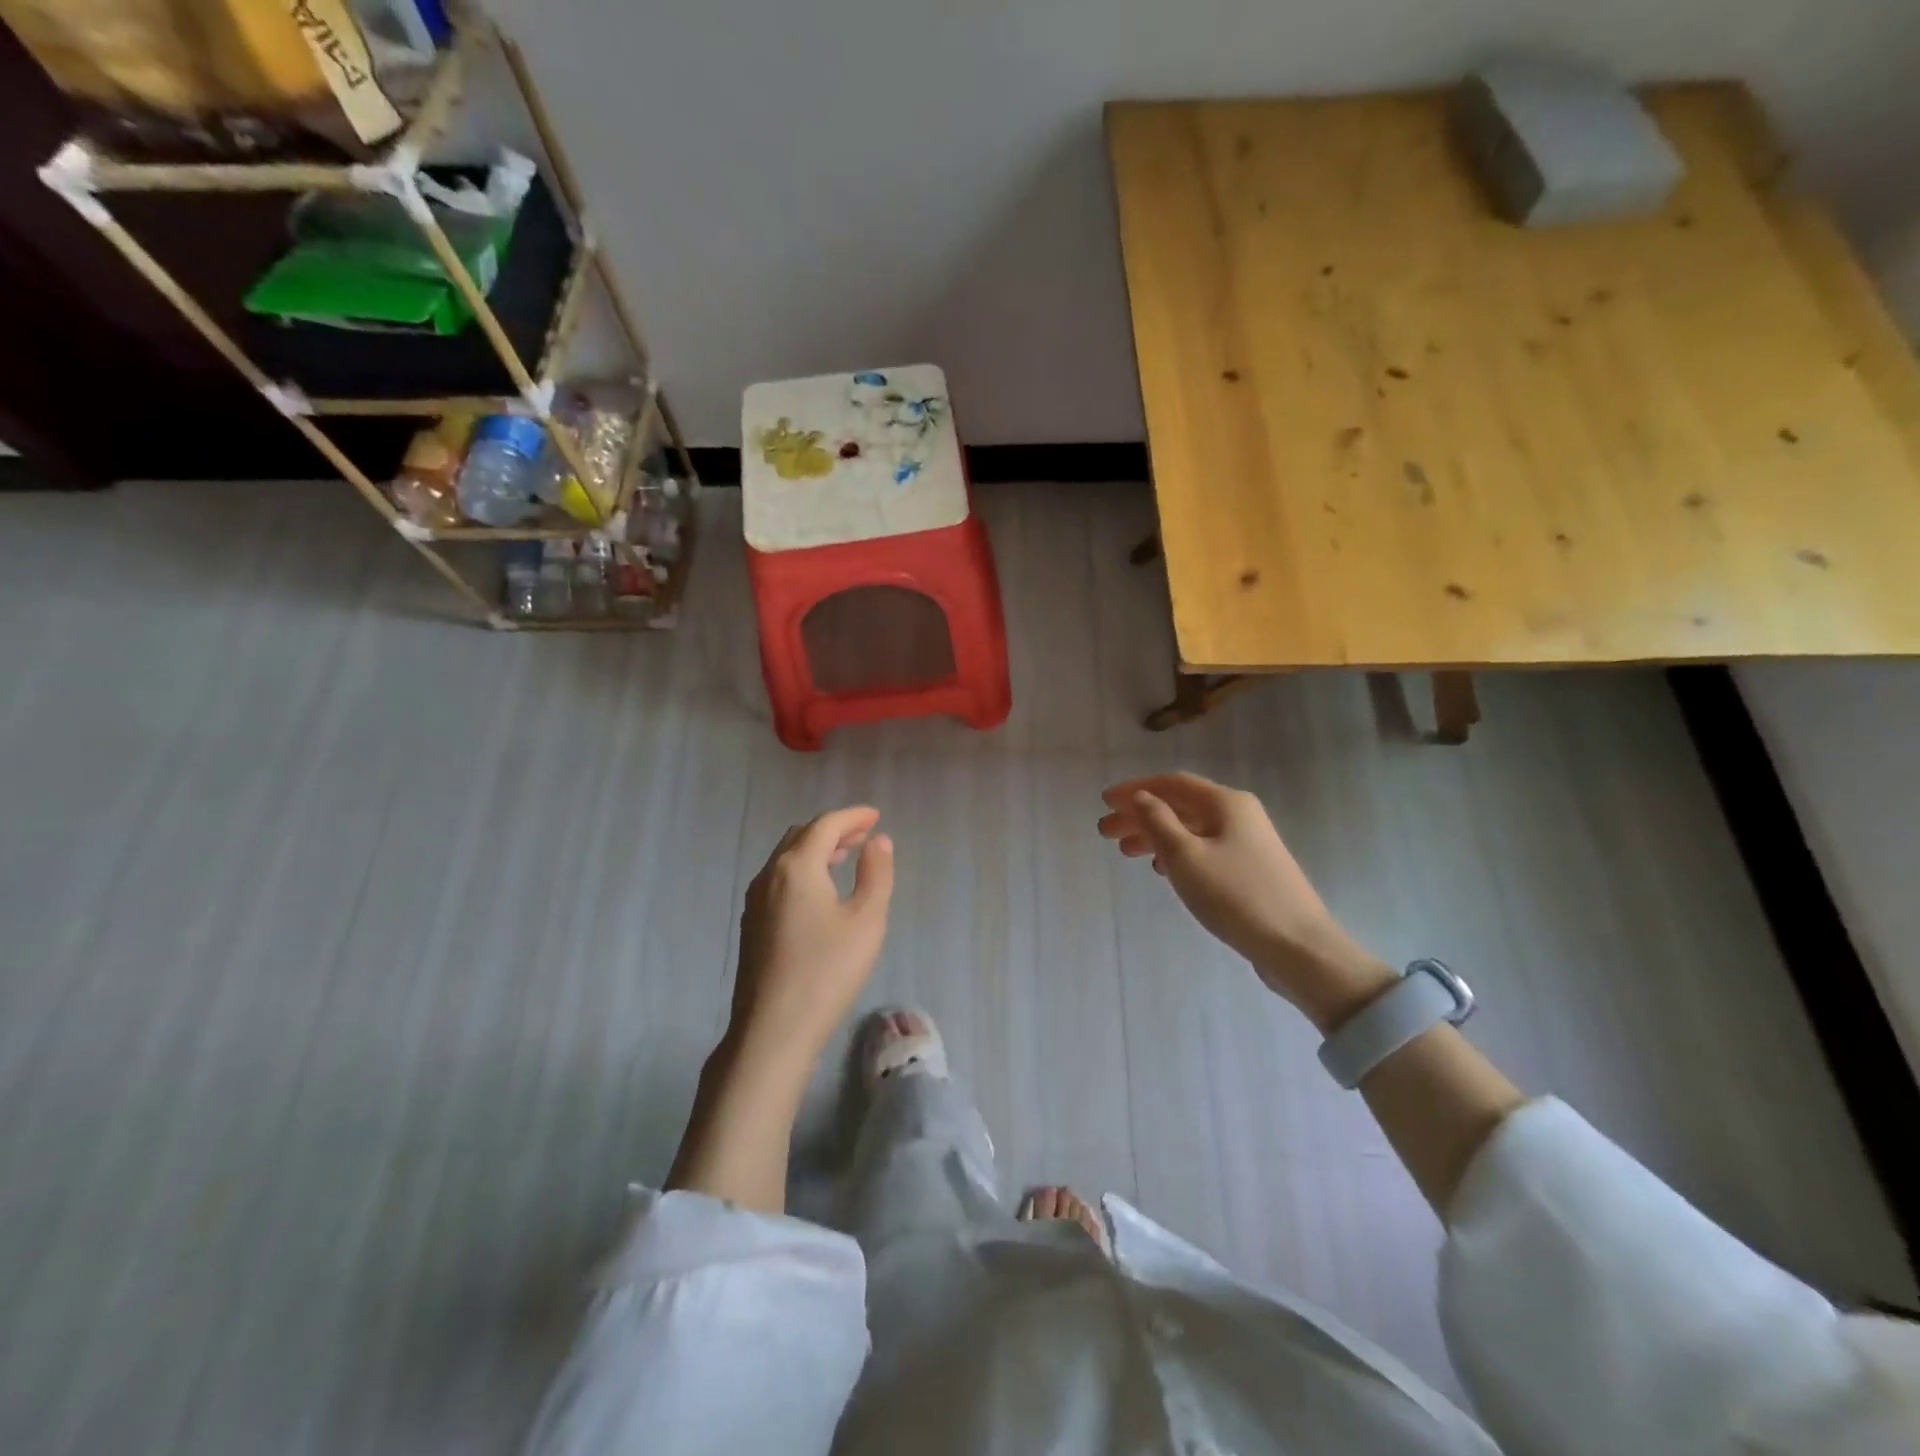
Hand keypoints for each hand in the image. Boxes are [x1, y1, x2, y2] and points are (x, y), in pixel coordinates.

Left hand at [731, 807, 895, 1063]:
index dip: (852, 816)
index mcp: (797, 866)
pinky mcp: (752, 924)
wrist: (773, 1030)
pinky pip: (778, 879)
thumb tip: (879, 841)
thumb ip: (876, 874)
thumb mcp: (866, 921)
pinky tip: (819, 892)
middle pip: (801, 836)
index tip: (876, 816)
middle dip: (833, 829)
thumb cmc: (827, 971)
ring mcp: (755, 900)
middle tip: (863, 835)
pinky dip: (802, 870)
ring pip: (786, 858)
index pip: (825, 825)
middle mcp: (770, 875)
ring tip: (845, 857)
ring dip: (816, 849)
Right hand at [1098, 773, 1392, 1027]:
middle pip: (1180, 806)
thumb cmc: (1236, 895)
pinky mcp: (1251, 870)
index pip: (1171, 783)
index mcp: (1226, 802)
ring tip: (1126, 852)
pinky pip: (1204, 849)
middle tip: (1105, 832)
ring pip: (1191, 830)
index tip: (1104, 802)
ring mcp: (1248, 843)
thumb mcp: (1186, 856)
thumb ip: (1158, 822)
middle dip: (1140, 816)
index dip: (1135, 789)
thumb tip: (1140, 797)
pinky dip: (1177, 853)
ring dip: (1156, 836)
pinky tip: (1162, 869)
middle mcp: (1239, 814)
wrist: (1298, 946)